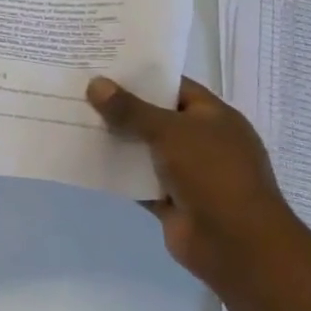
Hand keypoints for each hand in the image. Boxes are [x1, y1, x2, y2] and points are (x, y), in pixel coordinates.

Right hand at [86, 75, 303, 286]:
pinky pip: (138, 181)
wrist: (236, 243)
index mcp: (214, 117)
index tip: (104, 67)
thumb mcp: (170, 131)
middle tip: (80, 92)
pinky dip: (117, 173)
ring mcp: (187, 173)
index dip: (142, 76)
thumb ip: (130, 109)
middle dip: (122, 108)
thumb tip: (95, 84)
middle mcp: (202, 142)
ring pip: (144, 151)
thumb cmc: (212, 174)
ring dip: (116, 141)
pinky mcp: (170, 201)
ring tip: (74, 121)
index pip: (174, 87)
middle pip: (156, 118)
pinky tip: (85, 160)